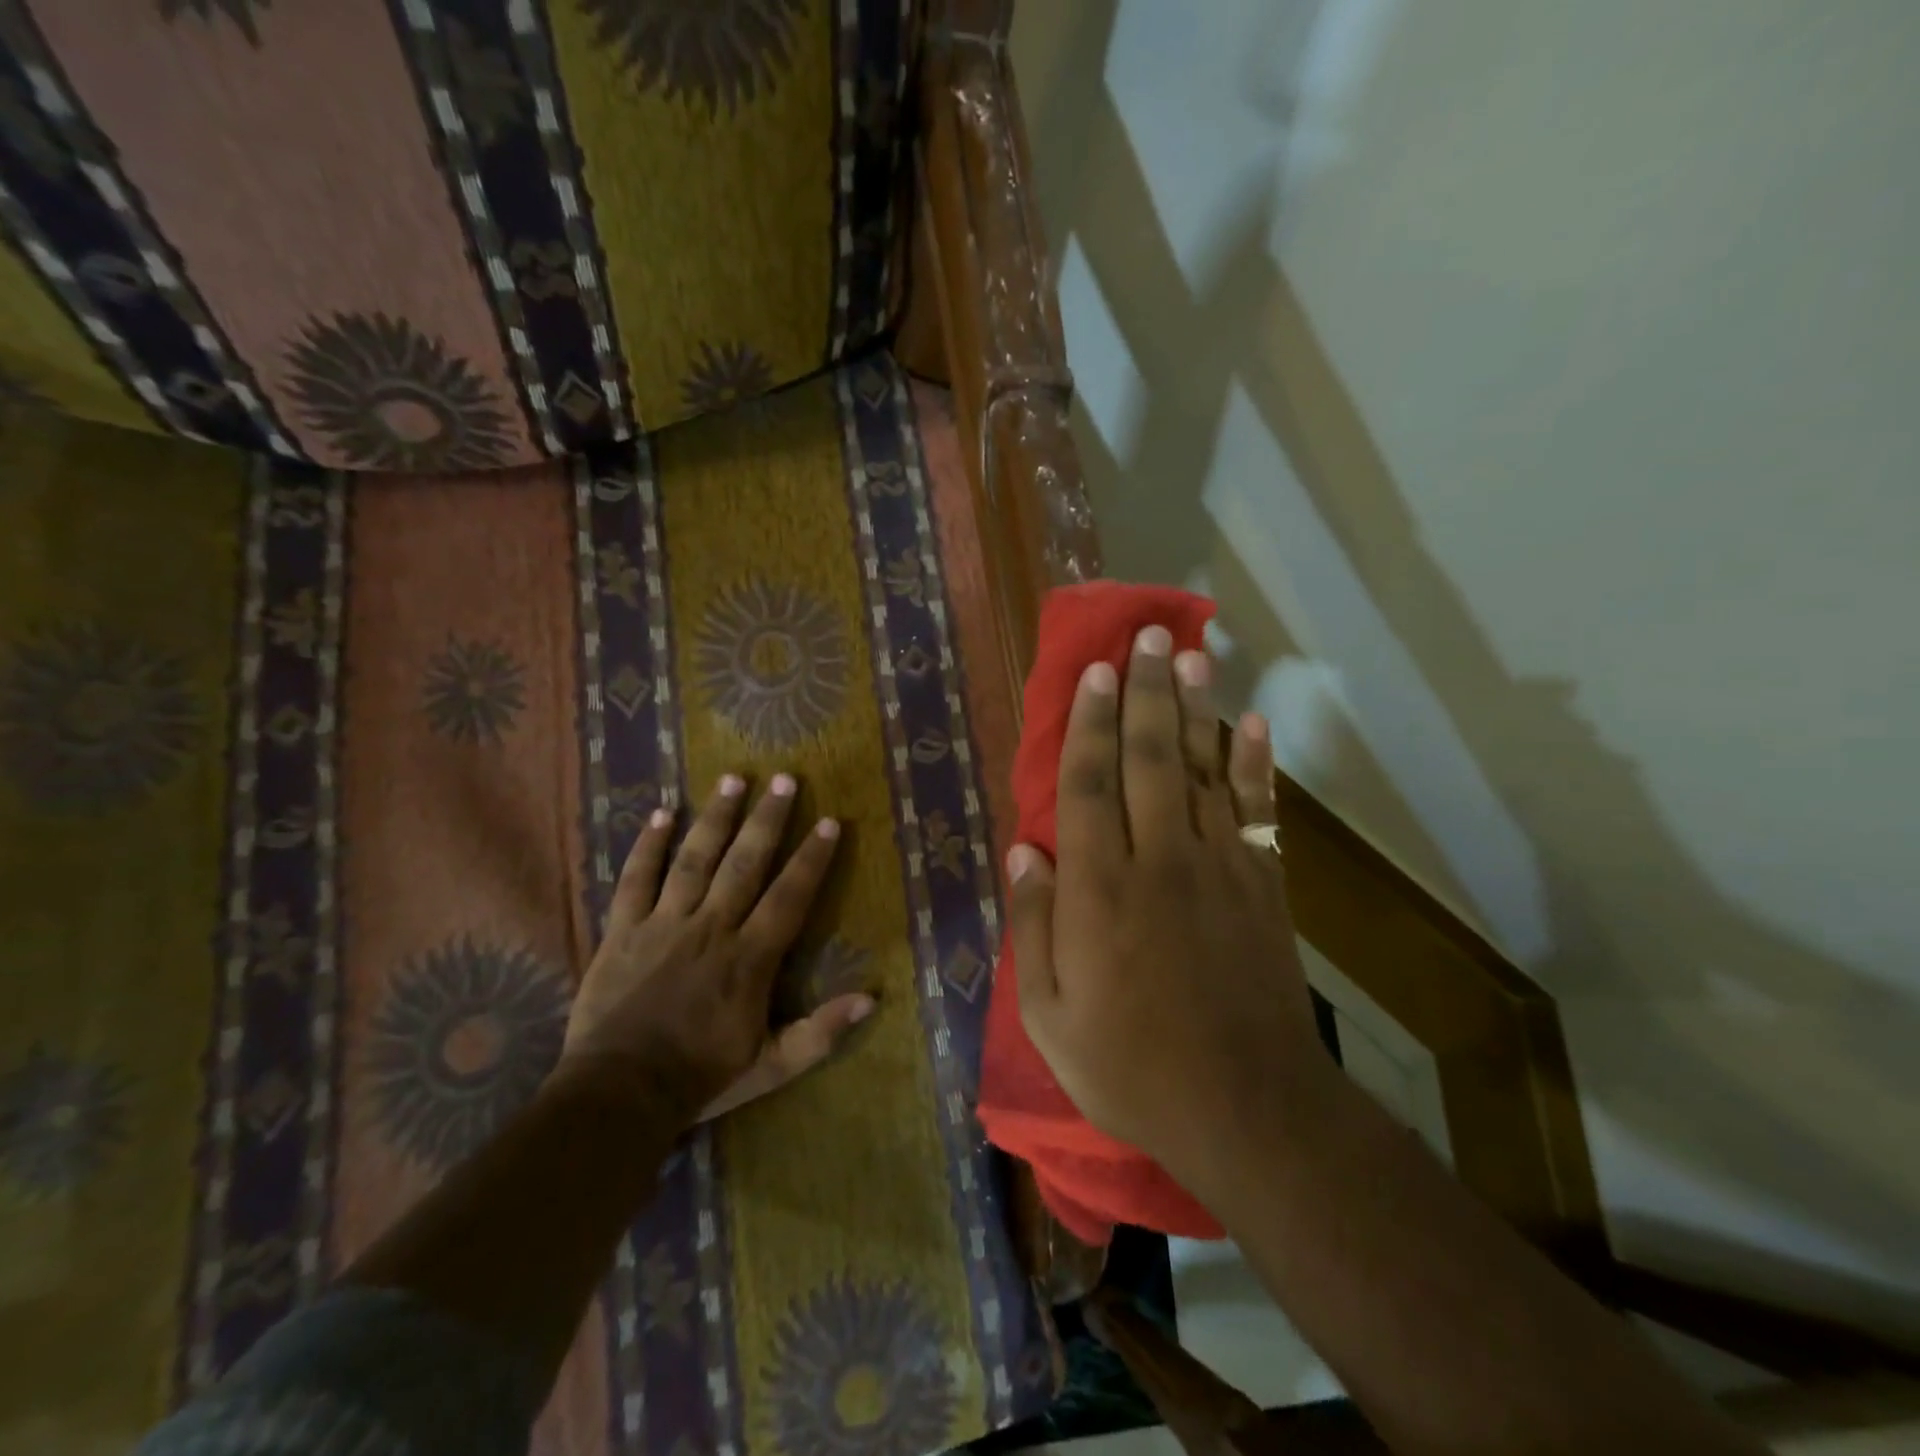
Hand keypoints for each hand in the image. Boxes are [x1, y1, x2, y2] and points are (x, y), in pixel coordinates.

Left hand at [555, 773, 873, 1126]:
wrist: (619, 1094)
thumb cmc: (701, 1077)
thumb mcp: (773, 1065)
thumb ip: (821, 1032)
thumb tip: (871, 999)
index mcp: (749, 957)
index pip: (789, 896)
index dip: (811, 858)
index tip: (828, 822)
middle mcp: (711, 928)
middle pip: (744, 863)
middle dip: (767, 819)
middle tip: (784, 778)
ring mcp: (664, 924)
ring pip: (694, 859)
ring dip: (716, 817)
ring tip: (732, 779)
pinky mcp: (623, 930)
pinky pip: (635, 879)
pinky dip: (647, 845)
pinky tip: (661, 813)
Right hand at [1005, 627, 1334, 1184]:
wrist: (1245, 1109)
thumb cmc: (1130, 1066)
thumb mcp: (1050, 1014)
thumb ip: (1032, 927)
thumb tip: (1024, 852)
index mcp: (1100, 890)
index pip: (1089, 785)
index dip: (1089, 723)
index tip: (1092, 673)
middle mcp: (1159, 861)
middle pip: (1149, 759)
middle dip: (1144, 692)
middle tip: (1145, 637)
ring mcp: (1219, 869)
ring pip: (1203, 771)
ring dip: (1195, 709)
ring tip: (1189, 656)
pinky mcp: (1263, 887)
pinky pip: (1258, 813)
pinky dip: (1256, 766)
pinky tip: (1253, 724)